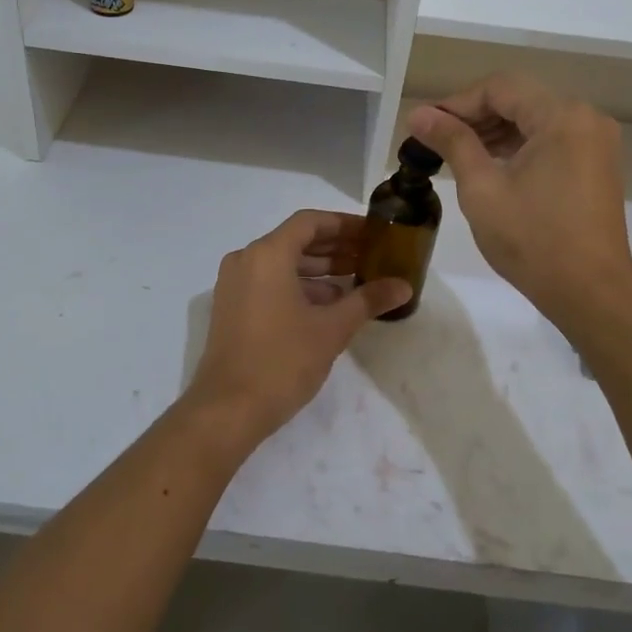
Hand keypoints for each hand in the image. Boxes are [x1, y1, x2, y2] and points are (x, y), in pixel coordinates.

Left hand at [186, 210, 411, 450]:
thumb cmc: (282, 361)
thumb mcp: (332, 329)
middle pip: (296, 240)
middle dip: (335, 247)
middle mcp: (246, 260)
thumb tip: (404, 285)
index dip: (344, 224)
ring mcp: (234, 284)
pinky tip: (329, 304)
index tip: (373, 233)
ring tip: (357, 281)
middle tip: (372, 256)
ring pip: (283, 263)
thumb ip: (368, 300)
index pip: (310, 222)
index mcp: (267, 254)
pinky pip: (269, 282)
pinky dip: (298, 286)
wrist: (228, 409)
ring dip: (319, 269)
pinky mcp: (232, 307)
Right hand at [407, 74, 631, 326]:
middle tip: (435, 139)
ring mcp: (596, 142)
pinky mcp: (597, 165)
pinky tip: (490, 165)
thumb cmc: (532, 240)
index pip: (500, 88)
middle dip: (475, 115)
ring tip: (456, 153)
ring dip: (495, 131)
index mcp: (562, 117)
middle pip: (520, 99)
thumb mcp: (482, 188)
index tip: (425, 125)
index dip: (457, 103)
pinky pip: (551, 140)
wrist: (590, 293)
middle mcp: (586, 119)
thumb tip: (419, 114)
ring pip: (535, 119)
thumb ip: (452, 142)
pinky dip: (519, 146)